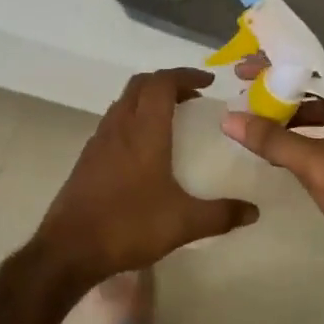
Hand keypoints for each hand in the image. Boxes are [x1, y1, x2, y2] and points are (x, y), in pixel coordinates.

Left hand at [34, 68, 258, 285]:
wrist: (69, 248)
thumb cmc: (129, 226)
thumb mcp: (184, 223)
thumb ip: (221, 215)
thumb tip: (254, 212)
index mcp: (144, 130)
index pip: (162, 82)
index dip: (185, 75)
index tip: (209, 82)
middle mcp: (119, 126)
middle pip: (140, 85)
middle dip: (167, 83)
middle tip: (192, 98)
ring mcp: (99, 141)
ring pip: (123, 102)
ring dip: (147, 100)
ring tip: (171, 119)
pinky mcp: (87, 158)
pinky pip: (113, 123)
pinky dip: (132, 120)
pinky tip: (144, 150)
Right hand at [221, 57, 323, 269]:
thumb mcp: (315, 164)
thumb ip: (272, 139)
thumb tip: (228, 118)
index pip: (311, 69)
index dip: (275, 66)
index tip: (242, 70)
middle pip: (312, 91)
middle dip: (276, 93)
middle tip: (240, 94)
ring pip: (316, 117)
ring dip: (285, 119)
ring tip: (251, 123)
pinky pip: (322, 139)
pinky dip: (298, 140)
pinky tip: (275, 152)